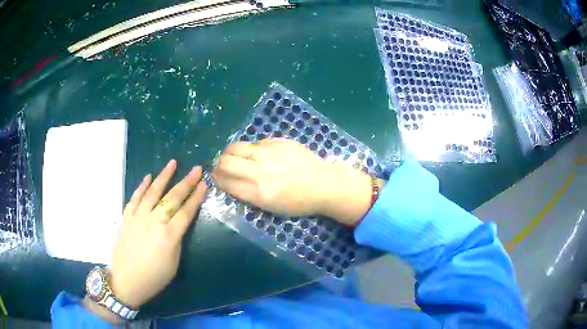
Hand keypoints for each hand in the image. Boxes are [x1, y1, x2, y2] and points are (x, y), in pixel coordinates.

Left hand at [109, 160, 207, 308]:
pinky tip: (148, 177)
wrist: (126, 280)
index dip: (196, 197)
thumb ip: (177, 241)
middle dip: (186, 182)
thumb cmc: (154, 278)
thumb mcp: (173, 264)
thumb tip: (179, 224)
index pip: (186, 212)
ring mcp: (138, 217)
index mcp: (169, 236)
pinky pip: (135, 197)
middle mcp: (154, 221)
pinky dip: (142, 186)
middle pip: (173, 198)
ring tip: (173, 163)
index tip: (204, 184)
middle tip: (196, 169)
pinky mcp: (127, 217)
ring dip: (164, 176)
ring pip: (153, 192)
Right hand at [213, 139, 378, 224]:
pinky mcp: (277, 141)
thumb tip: (231, 181)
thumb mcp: (271, 207)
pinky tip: (256, 154)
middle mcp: (258, 171)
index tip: (217, 178)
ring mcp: (268, 153)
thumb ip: (248, 194)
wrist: (324, 184)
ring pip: (236, 147)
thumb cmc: (299, 202)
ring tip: (234, 156)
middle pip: (225, 162)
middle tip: (222, 167)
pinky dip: (250, 149)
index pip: (225, 182)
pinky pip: (255, 142)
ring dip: (230, 153)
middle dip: (218, 165)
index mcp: (257, 193)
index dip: (217, 180)